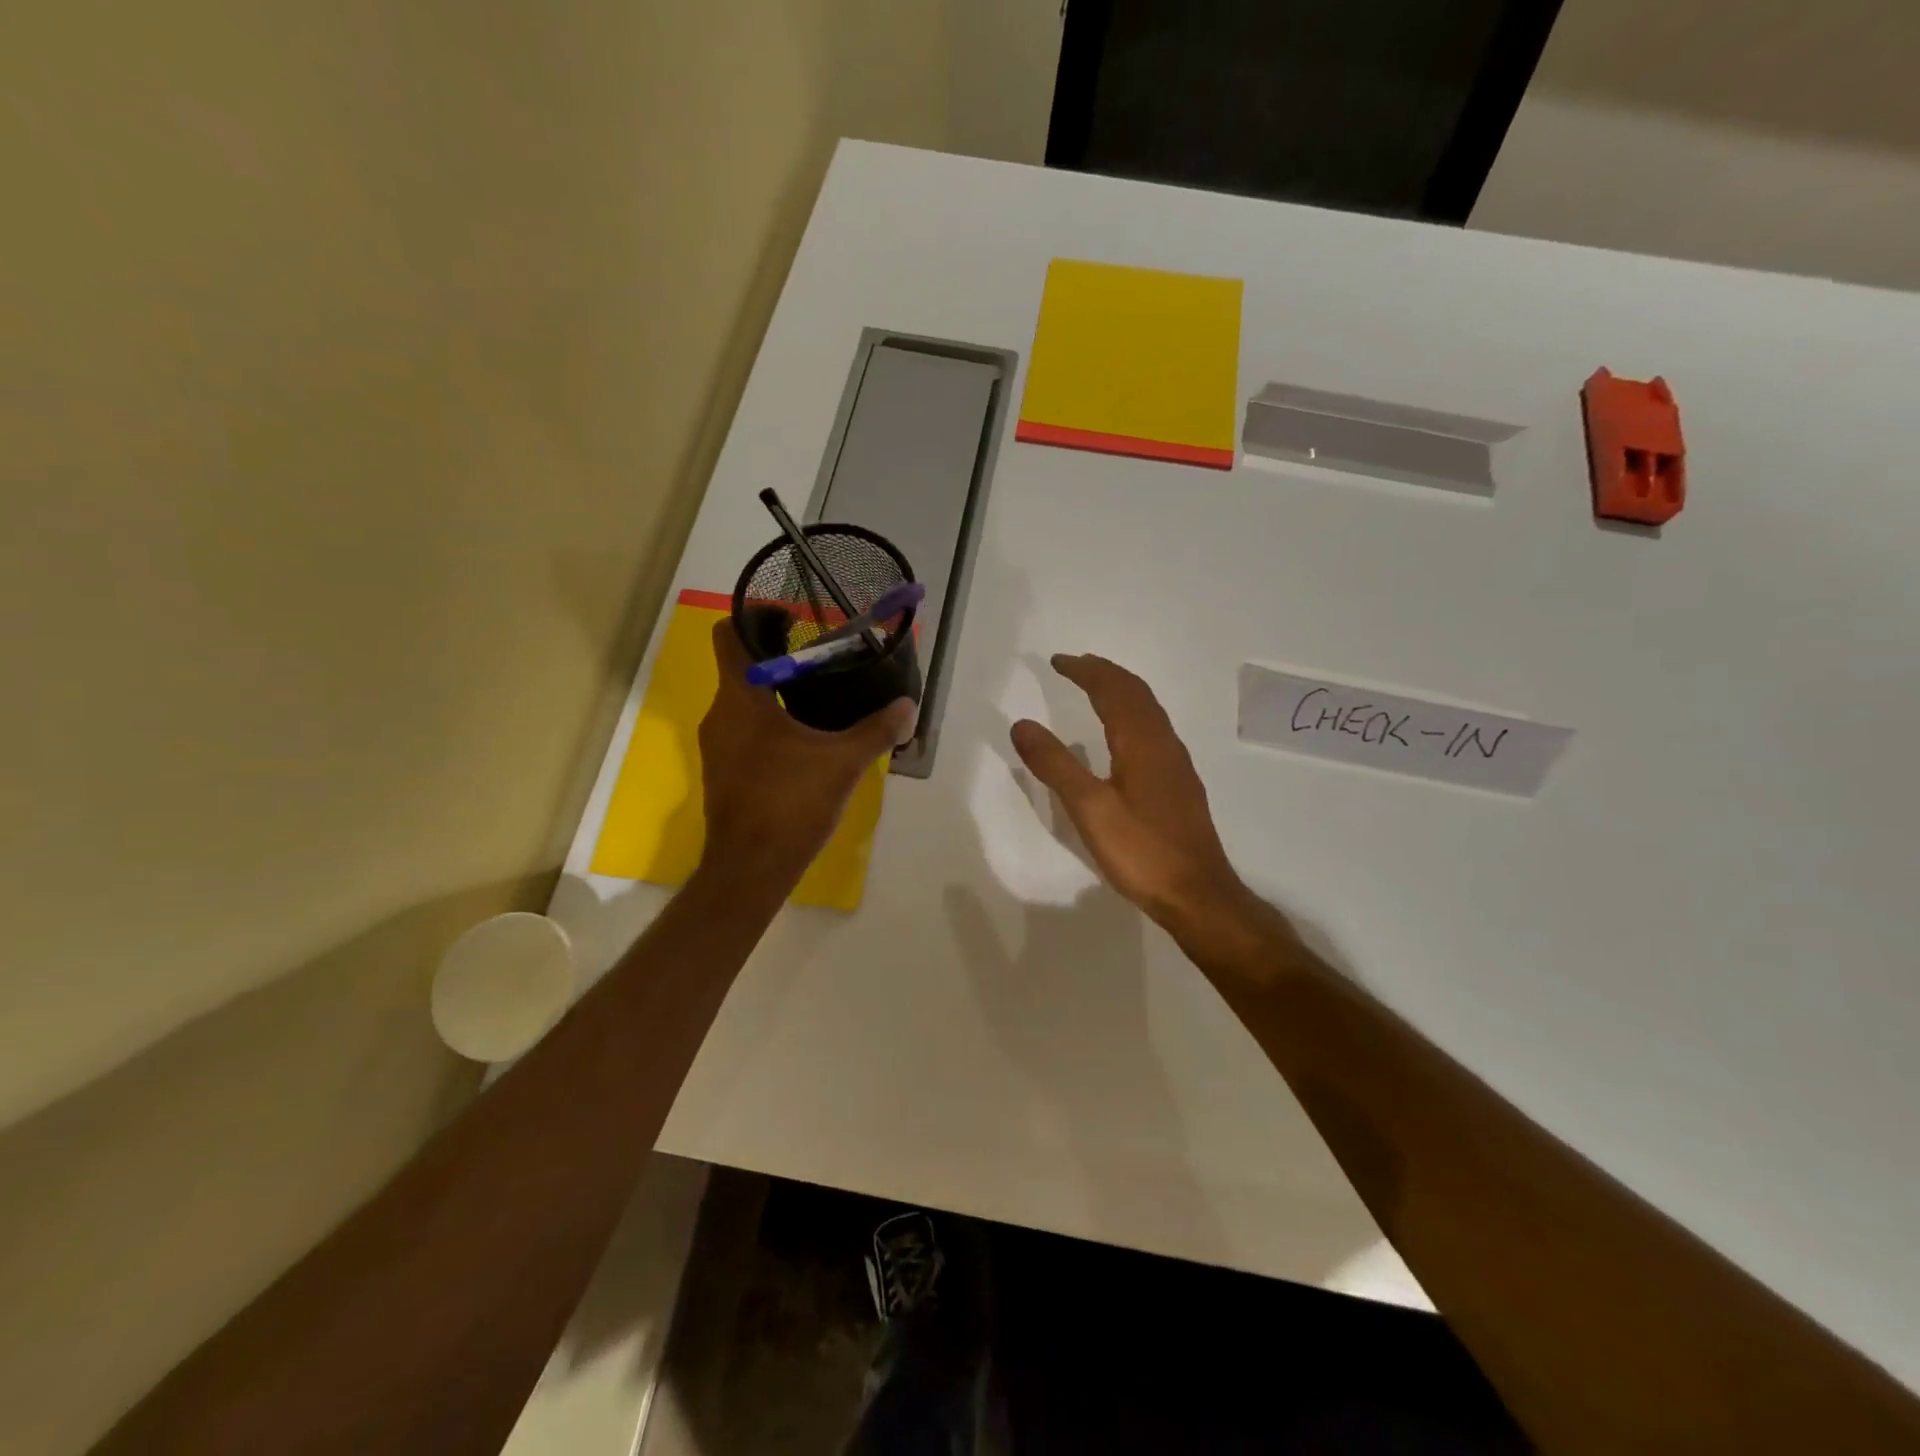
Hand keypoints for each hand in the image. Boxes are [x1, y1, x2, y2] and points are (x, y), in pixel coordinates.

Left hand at [697, 619, 916, 895]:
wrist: (750, 868)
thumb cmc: (790, 804)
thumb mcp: (843, 763)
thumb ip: (877, 730)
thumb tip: (908, 707)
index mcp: (741, 698)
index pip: (730, 634)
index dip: (755, 616)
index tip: (791, 617)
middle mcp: (720, 714)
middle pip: (741, 666)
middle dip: (778, 656)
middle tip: (822, 657)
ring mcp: (718, 746)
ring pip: (743, 701)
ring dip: (775, 692)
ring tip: (819, 695)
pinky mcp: (724, 771)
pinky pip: (744, 730)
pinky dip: (769, 723)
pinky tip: (805, 740)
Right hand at [1010, 654, 1293, 973]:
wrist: (1198, 894)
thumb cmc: (1142, 851)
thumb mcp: (1089, 809)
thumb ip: (1055, 765)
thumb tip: (1021, 724)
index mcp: (1141, 743)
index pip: (1113, 690)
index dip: (1086, 671)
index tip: (1058, 661)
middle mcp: (1164, 744)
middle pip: (1136, 693)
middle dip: (1104, 673)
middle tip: (1075, 666)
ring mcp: (1176, 764)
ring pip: (1149, 711)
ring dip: (1121, 692)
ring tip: (1096, 689)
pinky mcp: (1180, 784)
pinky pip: (1154, 730)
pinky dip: (1132, 714)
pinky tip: (1124, 737)